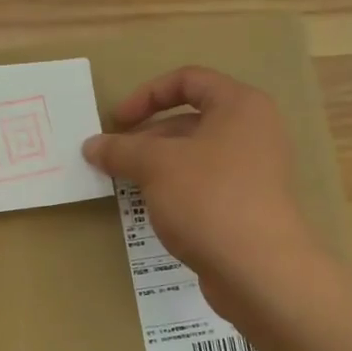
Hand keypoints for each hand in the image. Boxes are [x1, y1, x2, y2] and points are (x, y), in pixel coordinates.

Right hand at [82, 66, 327, 308]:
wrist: (259, 270)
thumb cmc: (209, 199)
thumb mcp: (156, 166)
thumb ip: (121, 149)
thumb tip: (92, 145)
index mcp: (239, 106)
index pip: (188, 80)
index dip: (147, 95)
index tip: (116, 121)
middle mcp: (252, 131)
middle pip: (189, 119)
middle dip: (146, 136)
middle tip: (114, 158)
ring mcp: (253, 170)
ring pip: (194, 154)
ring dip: (156, 164)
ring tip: (125, 183)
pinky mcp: (247, 204)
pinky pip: (203, 183)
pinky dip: (174, 188)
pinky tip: (151, 207)